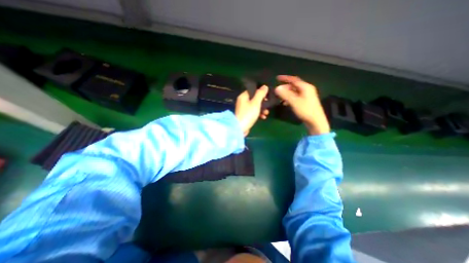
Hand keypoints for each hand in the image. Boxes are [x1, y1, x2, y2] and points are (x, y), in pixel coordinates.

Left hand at [237, 85, 269, 136]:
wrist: (240, 128)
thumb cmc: (248, 114)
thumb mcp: (256, 103)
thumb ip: (260, 94)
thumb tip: (264, 86)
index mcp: (243, 96)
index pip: (253, 90)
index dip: (260, 92)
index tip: (268, 95)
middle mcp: (242, 101)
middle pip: (254, 99)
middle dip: (263, 102)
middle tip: (268, 104)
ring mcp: (244, 109)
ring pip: (255, 106)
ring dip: (262, 109)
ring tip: (267, 113)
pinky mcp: (245, 115)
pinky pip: (253, 112)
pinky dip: (258, 114)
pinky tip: (263, 117)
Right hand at [275, 75, 329, 133]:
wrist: (316, 121)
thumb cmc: (305, 110)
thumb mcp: (294, 101)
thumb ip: (285, 94)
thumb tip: (277, 88)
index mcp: (305, 87)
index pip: (293, 80)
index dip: (285, 78)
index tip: (277, 78)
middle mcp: (307, 89)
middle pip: (294, 86)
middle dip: (285, 88)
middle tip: (277, 91)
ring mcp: (307, 96)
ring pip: (294, 92)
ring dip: (286, 93)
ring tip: (280, 98)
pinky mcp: (306, 101)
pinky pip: (296, 97)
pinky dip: (290, 98)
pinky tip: (285, 103)